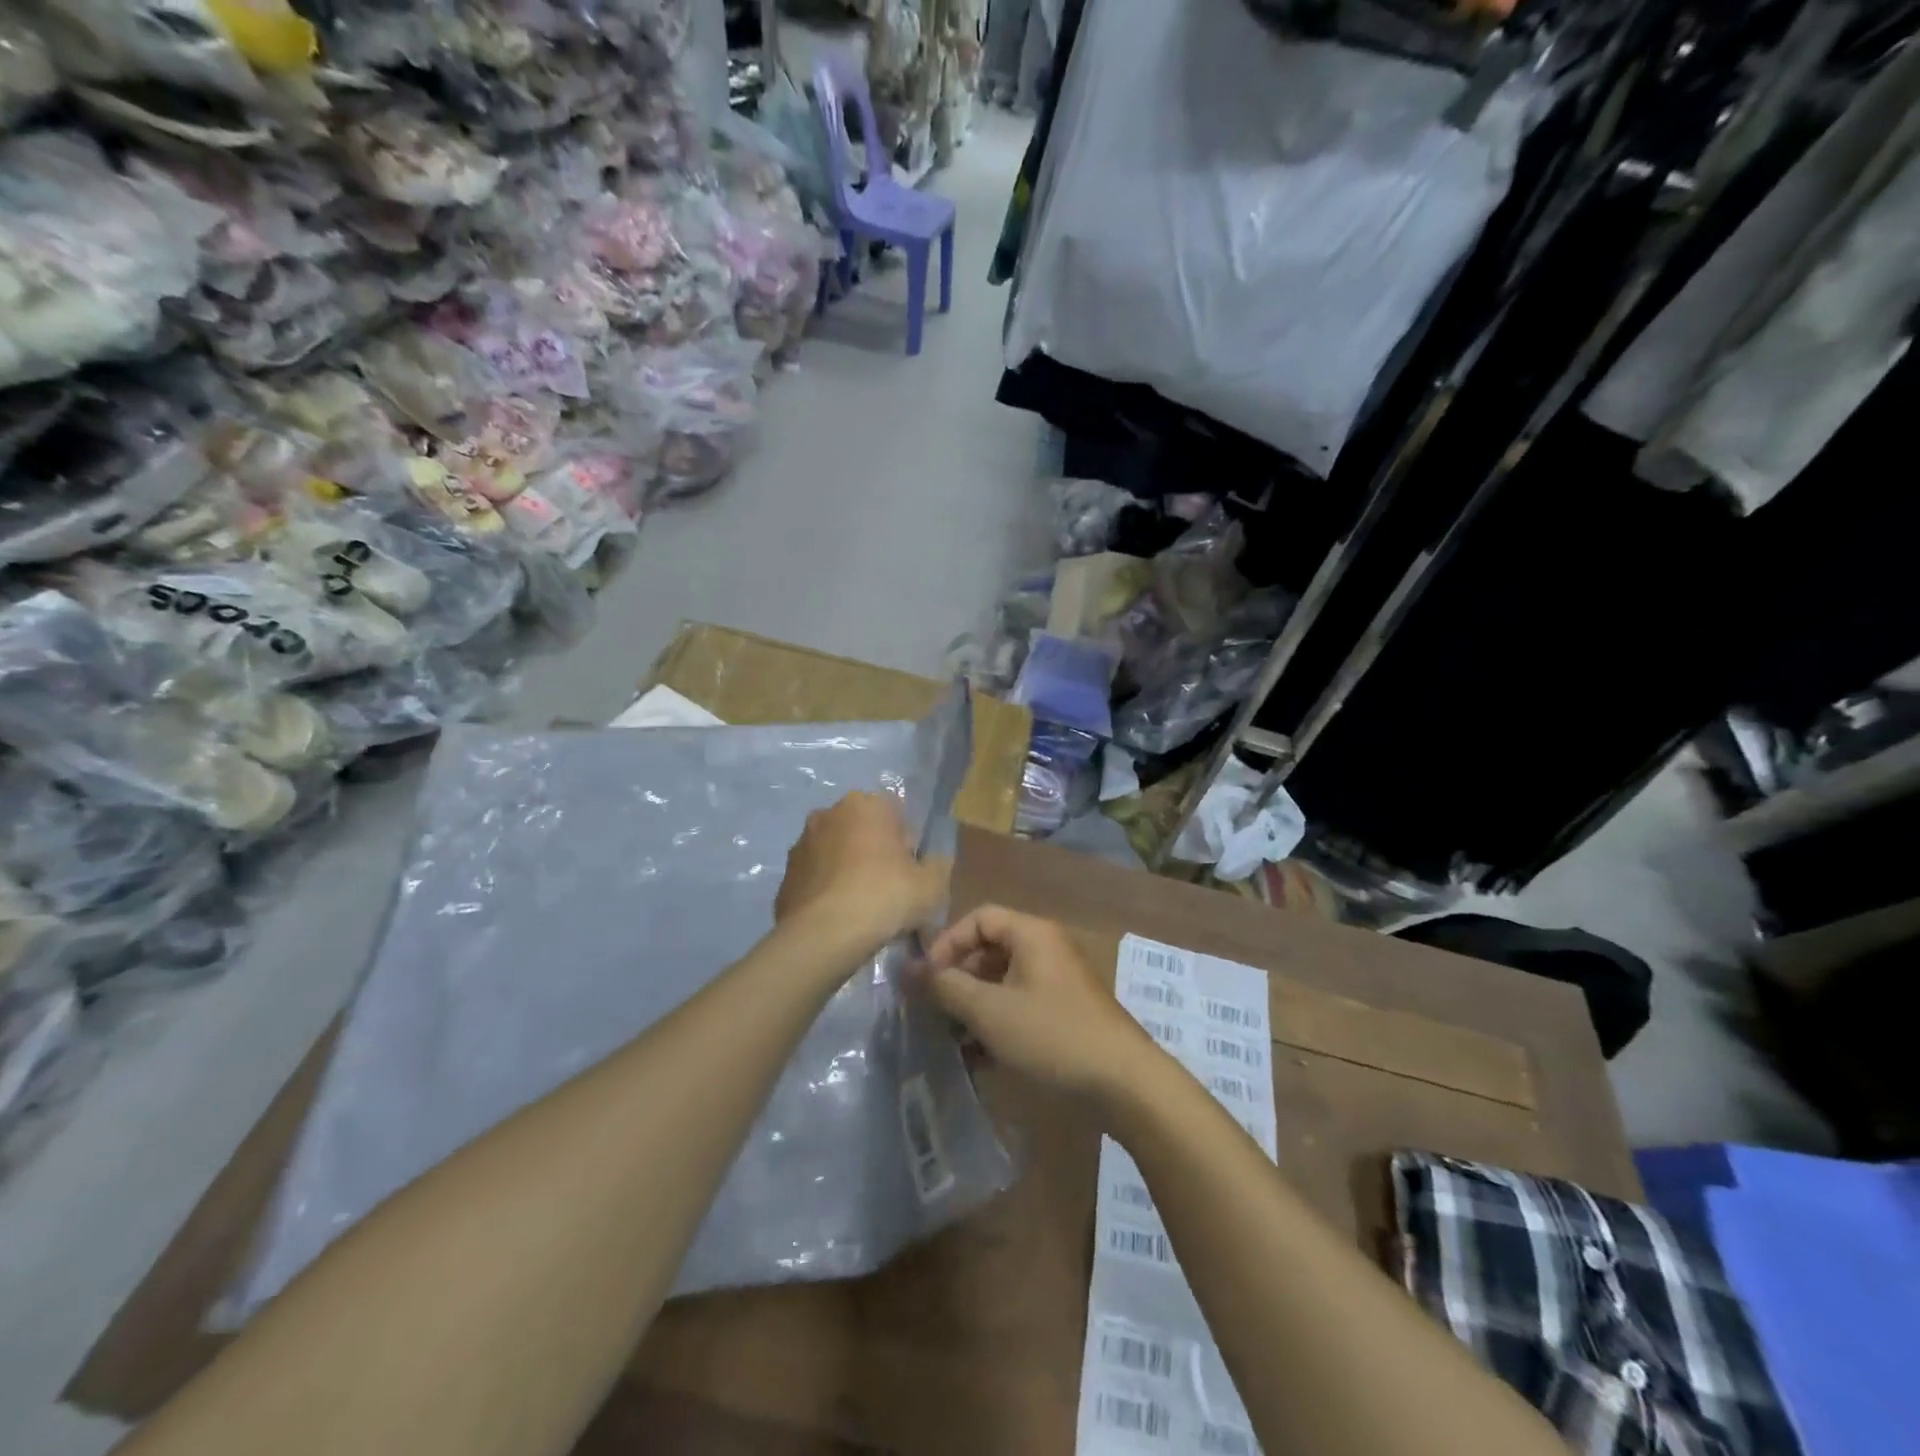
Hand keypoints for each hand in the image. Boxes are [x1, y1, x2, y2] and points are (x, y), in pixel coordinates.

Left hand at [775, 792, 948, 956]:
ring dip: (847, 869)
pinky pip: (816, 878)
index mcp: (866, 804)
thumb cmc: (885, 897)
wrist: (824, 935)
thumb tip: (931, 862)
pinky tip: (838, 917)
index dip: (907, 843)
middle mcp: (829, 813)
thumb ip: (938, 864)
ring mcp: (801, 843)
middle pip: (862, 829)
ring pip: (835, 852)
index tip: (910, 871)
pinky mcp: (785, 875)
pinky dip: (827, 890)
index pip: (896, 813)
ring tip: (861, 907)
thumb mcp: (933, 884)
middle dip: (874, 852)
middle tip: (888, 889)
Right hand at [921, 905, 1159, 1098]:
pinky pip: (1020, 1005)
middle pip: (990, 949)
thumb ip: (946, 987)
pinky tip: (978, 1056)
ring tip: (951, 1037)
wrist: (1123, 1083)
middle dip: (957, 978)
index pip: (978, 918)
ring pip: (1003, 982)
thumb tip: (908, 970)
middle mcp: (1046, 949)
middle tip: (933, 1010)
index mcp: (1032, 934)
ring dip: (973, 1005)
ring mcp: (1057, 982)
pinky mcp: (1064, 1013)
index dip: (947, 943)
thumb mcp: (990, 1011)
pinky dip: (996, 1023)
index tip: (925, 979)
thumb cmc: (1052, 1035)